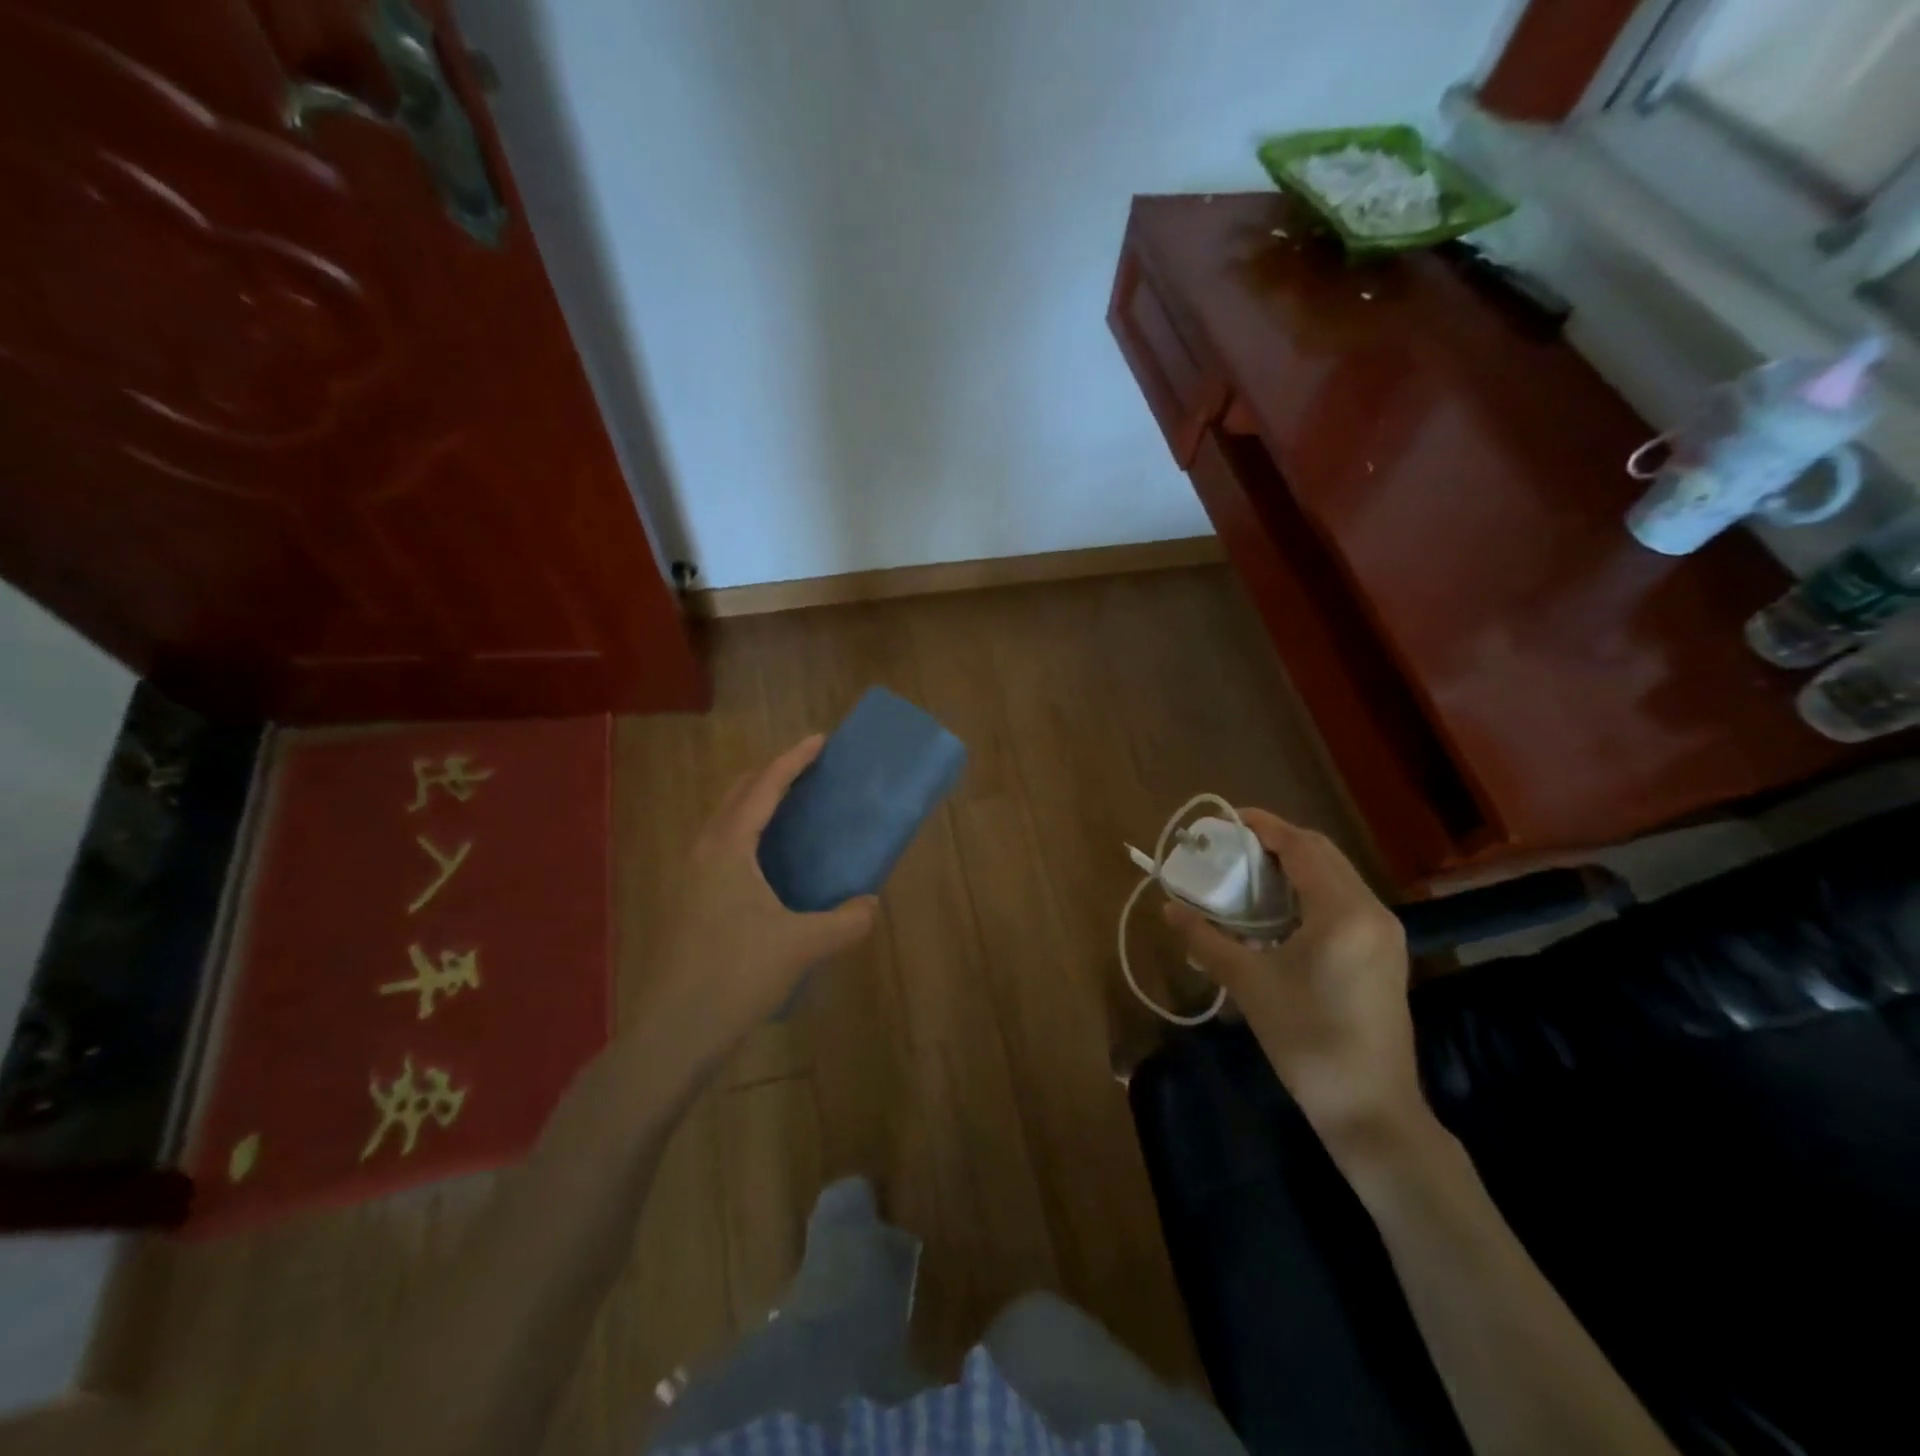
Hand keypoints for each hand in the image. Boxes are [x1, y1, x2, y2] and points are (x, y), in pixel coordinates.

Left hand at [645, 736, 878, 1058]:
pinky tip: (769, 861)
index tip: (820, 740)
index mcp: (729, 847)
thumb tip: (870, 904)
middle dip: (772, 774)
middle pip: (738, 793)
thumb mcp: (802, 946)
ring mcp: (691, 875)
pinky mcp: (689, 899)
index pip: (764, 787)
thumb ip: (845, 922)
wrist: (675, 1030)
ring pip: (725, 819)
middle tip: (808, 771)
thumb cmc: (737, 975)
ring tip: (792, 808)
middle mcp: (705, 850)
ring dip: (756, 802)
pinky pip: (722, 845)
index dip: (793, 760)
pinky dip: (748, 832)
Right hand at [1163, 811, 1426, 1162]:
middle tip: (1232, 850)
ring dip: (1294, 866)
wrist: (1371, 1110)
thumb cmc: (1307, 1041)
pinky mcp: (1385, 953)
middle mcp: (1371, 912)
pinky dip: (1310, 891)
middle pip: (1322, 853)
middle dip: (1277, 842)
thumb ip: (1206, 939)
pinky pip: (1344, 900)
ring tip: (1249, 876)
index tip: (1226, 821)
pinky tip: (1279, 912)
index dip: (1263, 826)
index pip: (1302, 846)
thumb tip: (1168, 908)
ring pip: (1336, 876)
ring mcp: (1385, 933)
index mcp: (1342, 912)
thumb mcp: (1249, 984)